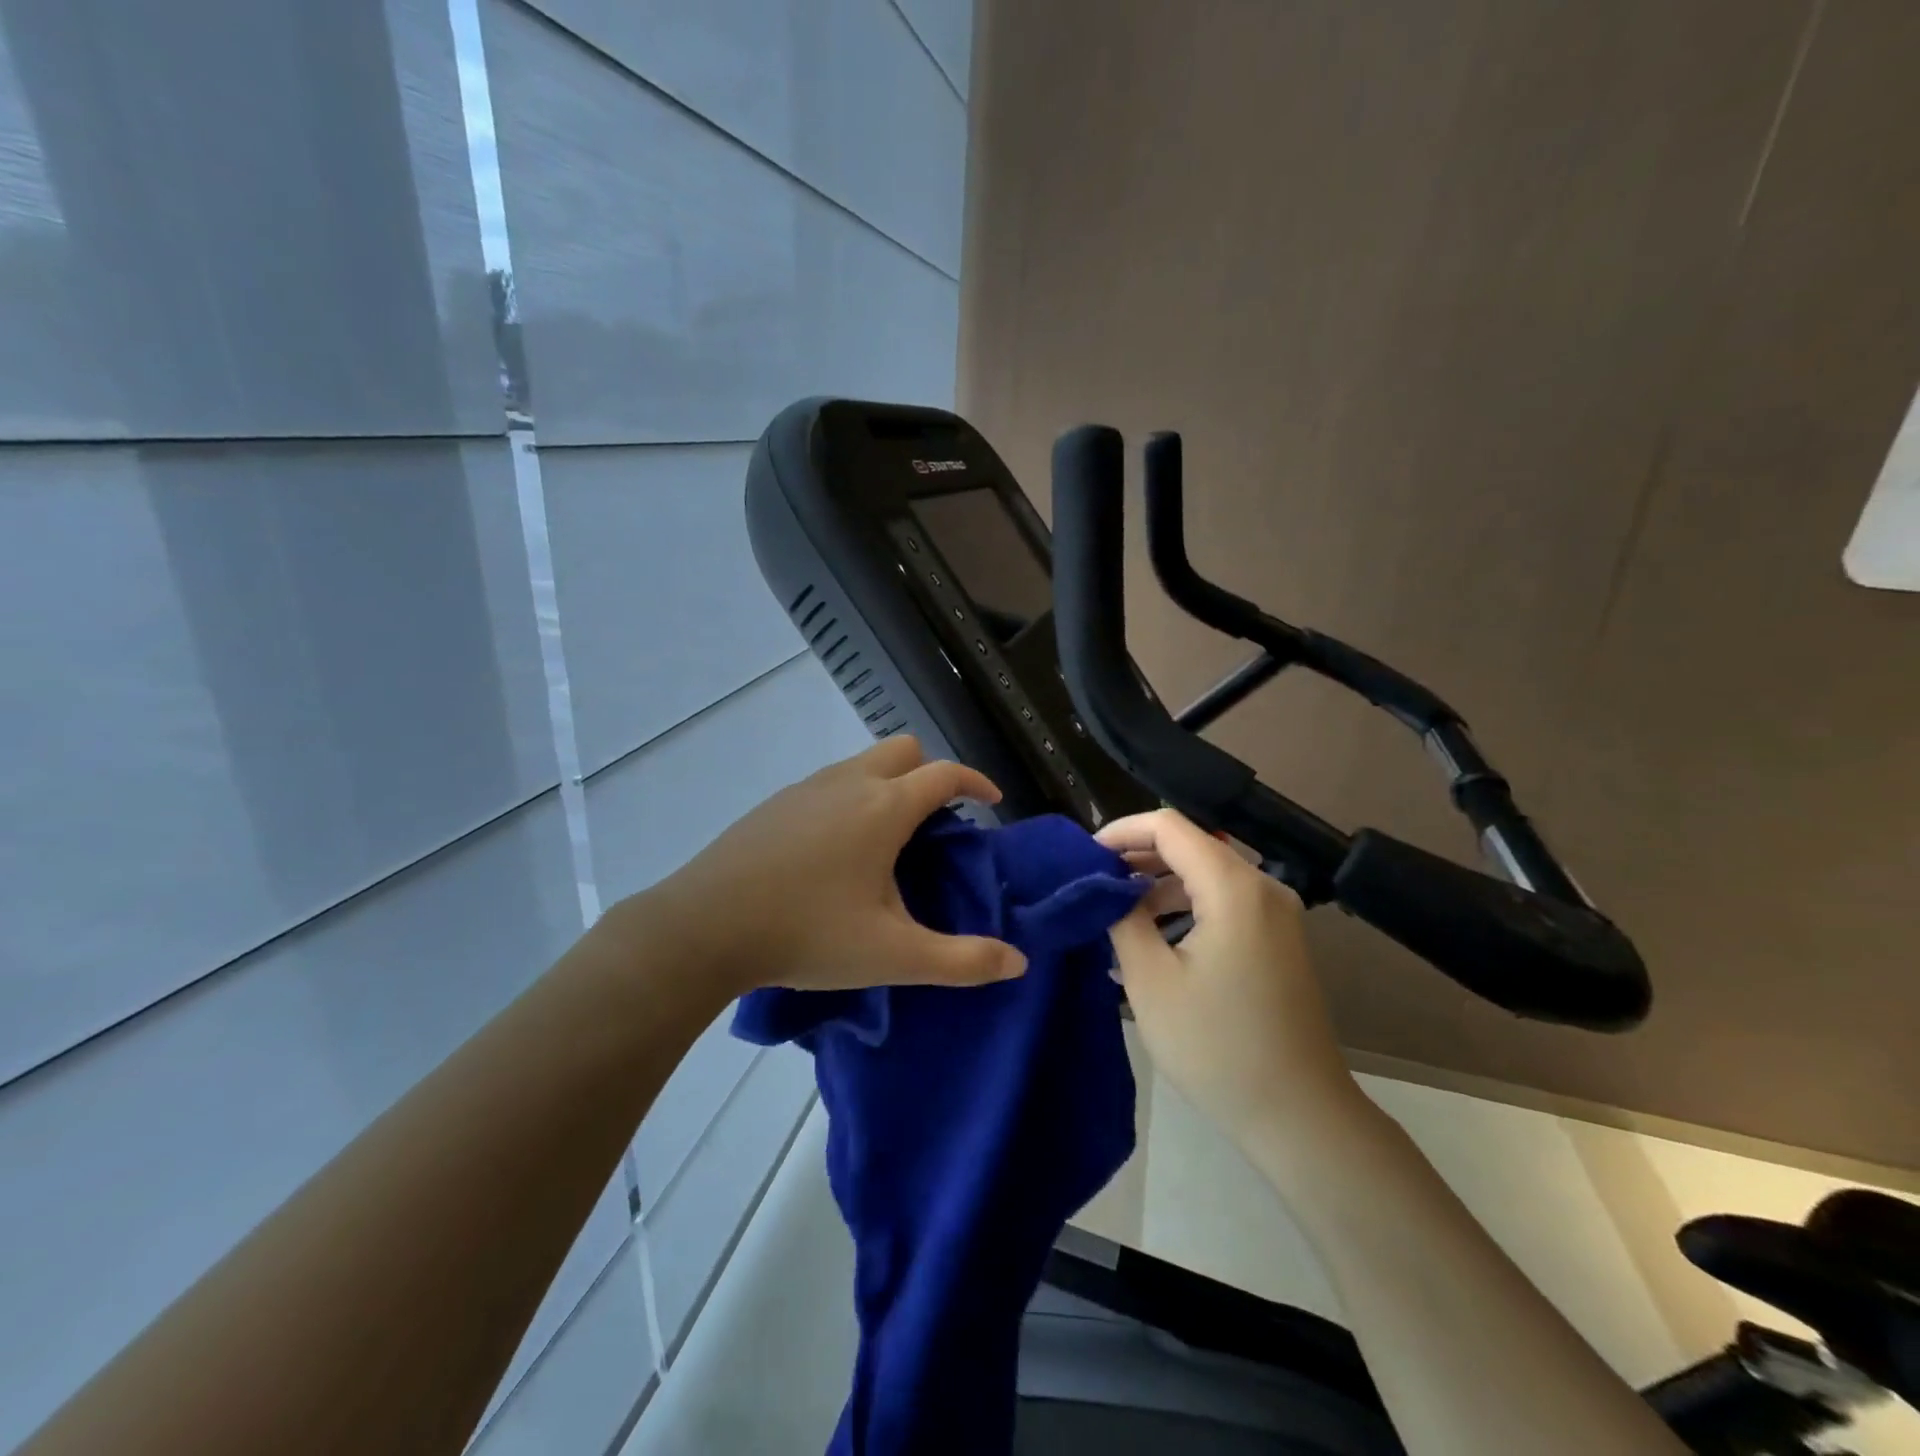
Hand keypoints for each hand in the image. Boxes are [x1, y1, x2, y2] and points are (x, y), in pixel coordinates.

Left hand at [631, 736, 1027, 997]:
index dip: (976, 782)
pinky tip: (837, 849)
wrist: (703, 926)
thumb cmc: (807, 934)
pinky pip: (830, 781)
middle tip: (937, 822)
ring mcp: (806, 787)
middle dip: (930, 773)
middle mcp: (849, 782)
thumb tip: (1018, 962)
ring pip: (863, 762)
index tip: (992, 802)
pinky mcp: (775, 802)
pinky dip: (852, 795)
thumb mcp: (893, 955)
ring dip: (889, 783)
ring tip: (889, 838)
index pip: (945, 774)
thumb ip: (962, 961)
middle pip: (904, 749)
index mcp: (884, 807)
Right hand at [1098, 810, 1364, 1154]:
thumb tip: (1105, 887)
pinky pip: (1223, 903)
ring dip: (1158, 886)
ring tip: (1115, 916)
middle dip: (1136, 858)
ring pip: (1206, 875)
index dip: (1121, 831)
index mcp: (1233, 887)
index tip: (1083, 857)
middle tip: (1092, 885)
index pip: (1169, 827)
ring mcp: (1276, 915)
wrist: (1300, 1116)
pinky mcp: (1278, 940)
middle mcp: (1262, 888)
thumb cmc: (1217, 1047)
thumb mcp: (1150, 980)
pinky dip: (1185, 908)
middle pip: (1190, 846)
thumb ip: (1123, 918)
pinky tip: (1152, 940)